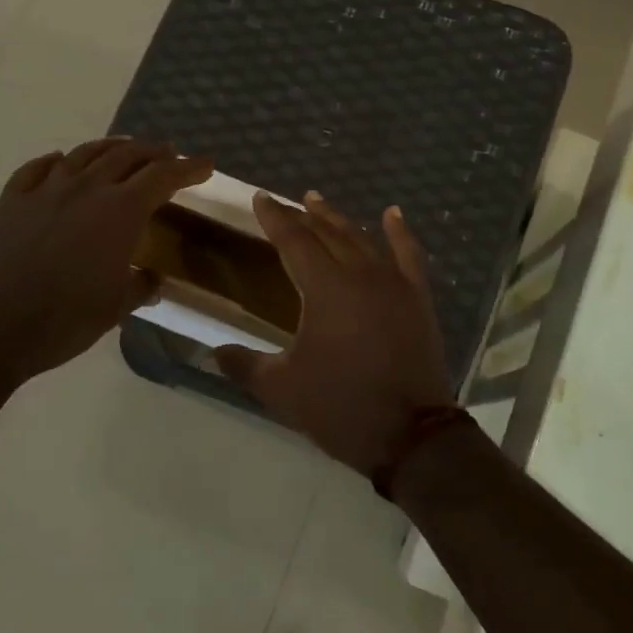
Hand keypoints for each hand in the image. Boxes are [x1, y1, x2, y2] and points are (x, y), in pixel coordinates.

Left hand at [0, 137, 212, 382]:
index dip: (187, 170)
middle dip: (152, 153)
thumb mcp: (115, 307)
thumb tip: (151, 279)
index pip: (162, 178)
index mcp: (119, 212)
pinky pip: (37, 170)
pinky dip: (56, 161)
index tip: (205, 165)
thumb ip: (139, 286)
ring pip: (83, 155)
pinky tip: (60, 162)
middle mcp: (85, 189)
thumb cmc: (65, 320)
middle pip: (126, 156)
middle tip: (168, 154)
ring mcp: (44, 192)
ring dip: (110, 148)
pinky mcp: (11, 202)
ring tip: (123, 149)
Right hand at [216, 193, 454, 476]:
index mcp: (324, 288)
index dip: (274, 218)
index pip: (293, 241)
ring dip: (339, 220)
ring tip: (319, 203)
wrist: (410, 434)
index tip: (261, 198)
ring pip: (362, 239)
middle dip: (303, 215)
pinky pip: (409, 254)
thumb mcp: (281, 389)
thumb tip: (214, 352)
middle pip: (327, 234)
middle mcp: (359, 274)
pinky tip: (391, 214)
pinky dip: (400, 232)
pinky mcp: (418, 298)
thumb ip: (244, 365)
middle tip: (286, 202)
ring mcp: (394, 283)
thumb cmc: (340, 406)